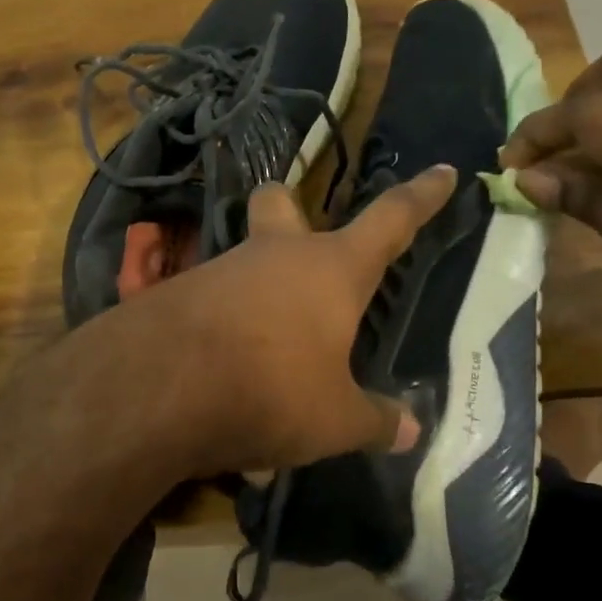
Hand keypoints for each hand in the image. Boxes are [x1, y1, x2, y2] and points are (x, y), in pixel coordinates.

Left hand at [80, 165, 458, 477]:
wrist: (158, 386)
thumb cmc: (270, 388)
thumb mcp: (334, 419)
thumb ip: (374, 421)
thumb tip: (408, 430)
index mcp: (331, 270)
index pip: (391, 220)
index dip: (422, 196)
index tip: (443, 170)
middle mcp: (275, 255)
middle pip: (280, 203)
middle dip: (289, 208)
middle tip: (300, 241)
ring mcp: (221, 269)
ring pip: (243, 260)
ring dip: (257, 293)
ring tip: (266, 361)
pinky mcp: (178, 294)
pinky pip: (211, 305)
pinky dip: (223, 334)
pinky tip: (223, 383)